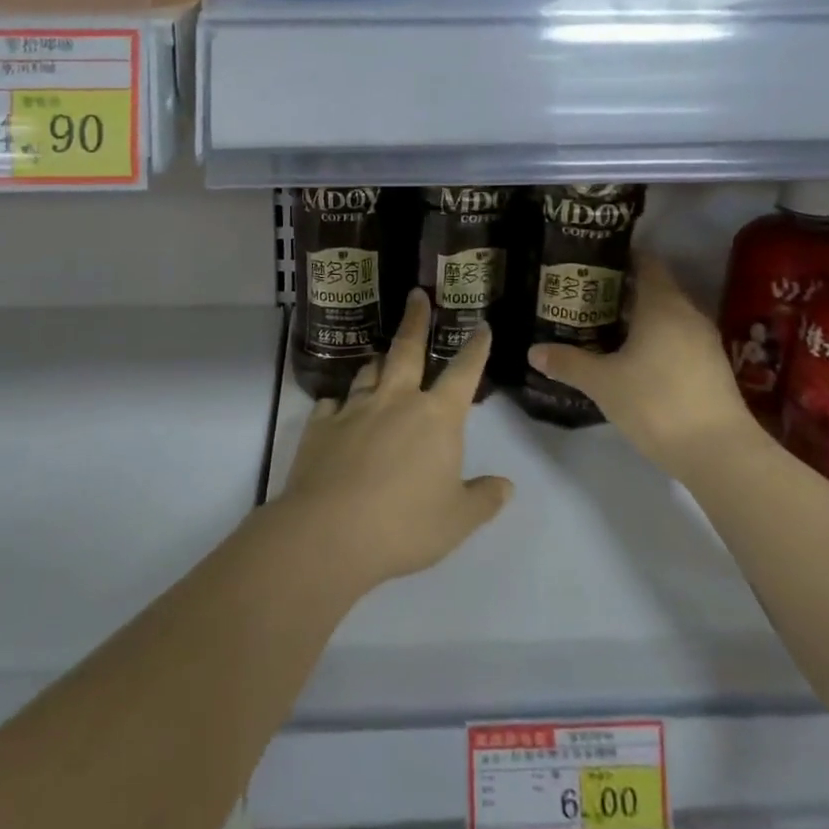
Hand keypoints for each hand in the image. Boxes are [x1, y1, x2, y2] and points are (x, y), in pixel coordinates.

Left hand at [279, 290, 512, 591]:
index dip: (476, 348)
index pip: (463, 372)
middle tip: (416, 296)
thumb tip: (507, 485)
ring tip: (382, 356)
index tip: (481, 325)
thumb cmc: (405, 525)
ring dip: (379, 362)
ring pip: (369, 371)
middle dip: (416, 320)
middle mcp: (396, 400)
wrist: (331, 532)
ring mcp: (355, 408)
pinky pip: (332, 403)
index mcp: (436, 417)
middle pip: (407, 349)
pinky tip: (337, 408)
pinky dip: (339, 403)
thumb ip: (484, 499)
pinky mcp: (321, 424)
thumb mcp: (457, 520)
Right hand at [529, 254, 755, 475]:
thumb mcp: (603, 383)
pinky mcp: (713, 368)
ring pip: (669, 316)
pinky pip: (679, 339)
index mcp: (662, 304)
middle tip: (588, 297)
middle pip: (656, 288)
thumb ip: (568, 363)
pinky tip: (635, 359)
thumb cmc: (656, 403)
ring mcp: (705, 342)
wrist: (719, 454)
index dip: (620, 258)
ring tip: (606, 327)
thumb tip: (533, 352)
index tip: (592, 263)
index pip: (646, 263)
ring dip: (641, 318)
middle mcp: (688, 314)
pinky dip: (657, 340)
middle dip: (623, 290)